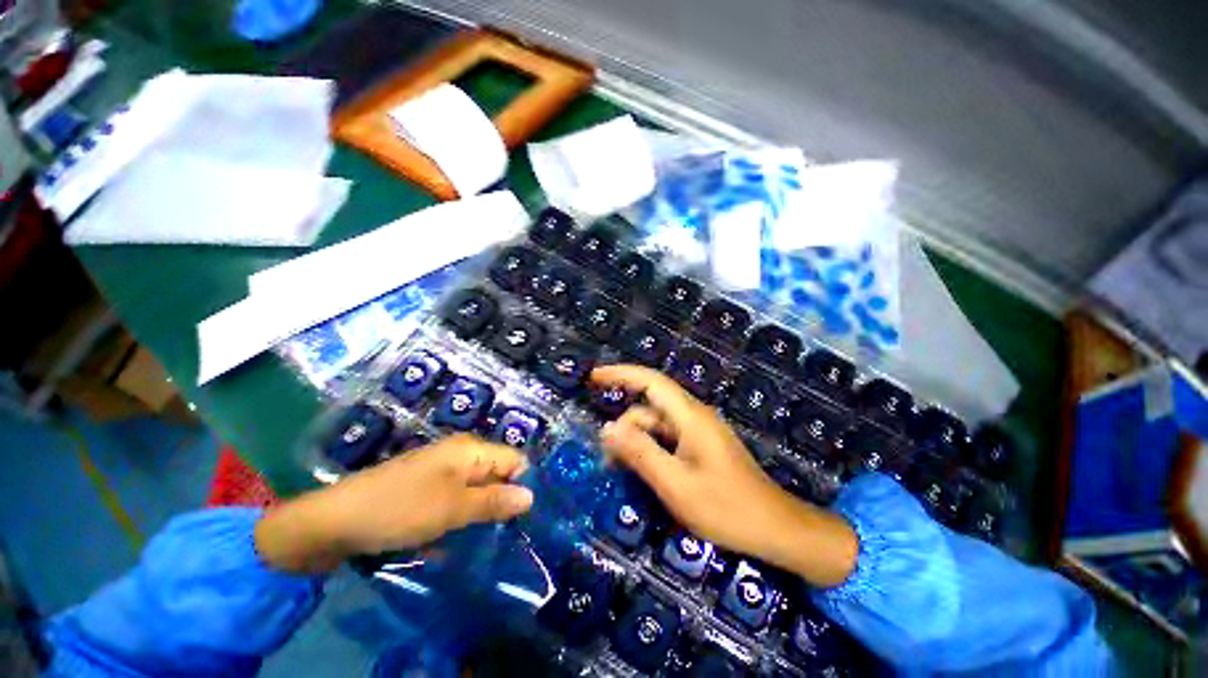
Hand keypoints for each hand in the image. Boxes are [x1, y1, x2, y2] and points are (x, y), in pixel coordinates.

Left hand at [255, 435, 533, 573]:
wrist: (333, 522)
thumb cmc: (400, 509)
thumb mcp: (452, 508)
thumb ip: (494, 501)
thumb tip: (532, 496)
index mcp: (470, 450)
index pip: (514, 460)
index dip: (522, 485)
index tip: (525, 517)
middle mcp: (459, 454)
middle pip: (496, 474)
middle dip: (502, 501)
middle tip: (507, 533)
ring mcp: (440, 471)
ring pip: (476, 490)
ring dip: (481, 512)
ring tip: (486, 539)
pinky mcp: (425, 488)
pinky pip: (455, 500)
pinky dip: (460, 516)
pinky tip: (457, 538)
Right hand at [592, 365, 856, 586]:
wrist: (775, 528)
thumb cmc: (726, 508)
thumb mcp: (675, 484)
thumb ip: (640, 453)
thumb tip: (607, 429)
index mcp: (690, 416)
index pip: (650, 381)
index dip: (621, 374)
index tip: (594, 376)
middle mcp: (694, 416)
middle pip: (650, 407)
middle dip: (624, 426)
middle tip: (605, 457)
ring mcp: (699, 431)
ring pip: (658, 424)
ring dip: (636, 440)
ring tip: (618, 468)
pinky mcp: (701, 445)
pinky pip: (668, 438)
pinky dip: (650, 448)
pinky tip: (641, 469)